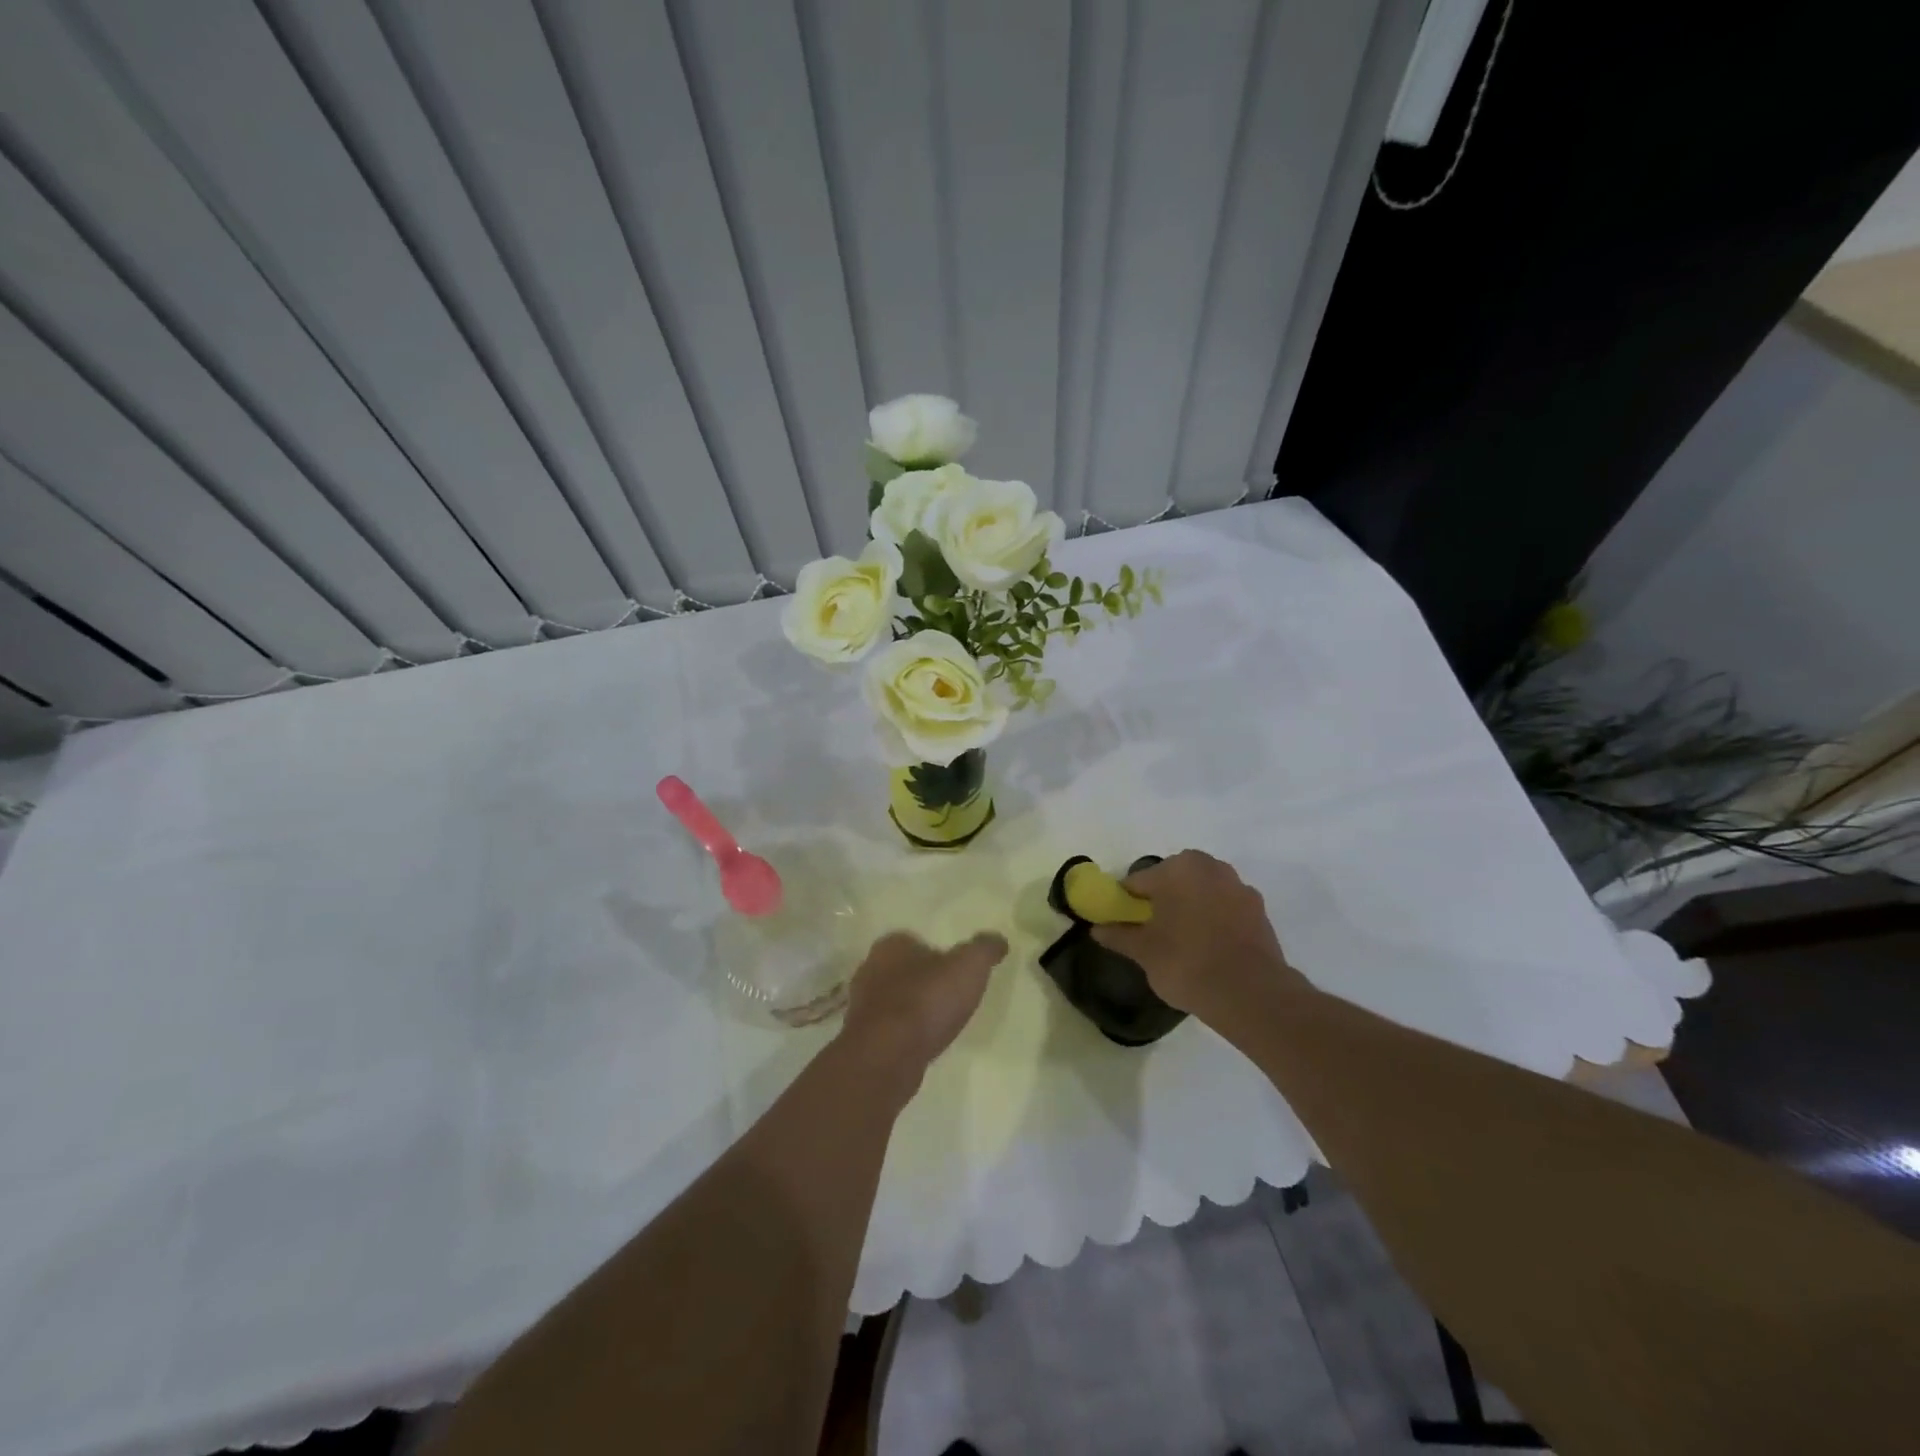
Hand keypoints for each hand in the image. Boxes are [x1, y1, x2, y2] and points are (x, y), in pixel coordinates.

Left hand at [842, 930, 1007, 1080]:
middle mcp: (870, 968)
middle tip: (951, 997)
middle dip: (924, 981)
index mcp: (891, 944)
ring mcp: (861, 1005)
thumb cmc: (926, 1001)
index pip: (916, 941)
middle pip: (903, 970)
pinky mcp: (862, 1038)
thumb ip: (984, 949)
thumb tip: (998, 940)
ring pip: (894, 1000)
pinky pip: (889, 1029)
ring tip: (939, 1024)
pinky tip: (922, 1044)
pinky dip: (905, 1033)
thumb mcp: (969, 966)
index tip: (957, 972)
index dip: (938, 954)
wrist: (887, 1056)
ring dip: (913, 1009)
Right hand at [1091, 851, 1297, 1013]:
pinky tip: (1210, 948)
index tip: (1123, 924)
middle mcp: (1209, 867)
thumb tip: (1096, 929)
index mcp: (1177, 869)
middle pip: (1173, 880)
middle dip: (1162, 899)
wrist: (1250, 993)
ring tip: (1183, 942)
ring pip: (1202, 891)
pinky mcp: (1259, 910)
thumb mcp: (1143, 952)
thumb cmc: (1186, 962)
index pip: (1138, 881)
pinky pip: (1226, 908)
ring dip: (1191, 907)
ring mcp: (1238, 887)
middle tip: (1153, 932)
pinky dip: (1215, 920)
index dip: (1126, 902)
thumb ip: (1118, 935)